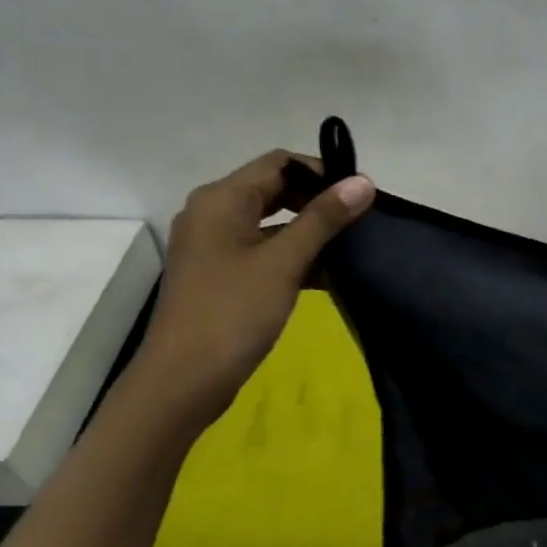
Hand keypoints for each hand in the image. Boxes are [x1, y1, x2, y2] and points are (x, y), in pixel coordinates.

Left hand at [135, 150, 374, 423]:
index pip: (279, 164)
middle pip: (274, 190)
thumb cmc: (232, 313)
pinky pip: (264, 252)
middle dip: (318, 202)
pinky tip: (329, 275)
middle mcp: (213, 214)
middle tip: (361, 220)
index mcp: (221, 200)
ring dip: (310, 232)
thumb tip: (363, 182)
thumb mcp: (283, 262)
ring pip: (271, 224)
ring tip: (353, 246)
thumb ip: (324, 219)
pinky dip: (294, 257)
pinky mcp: (222, 276)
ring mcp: (215, 247)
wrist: (183, 382)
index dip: (322, 172)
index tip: (360, 195)